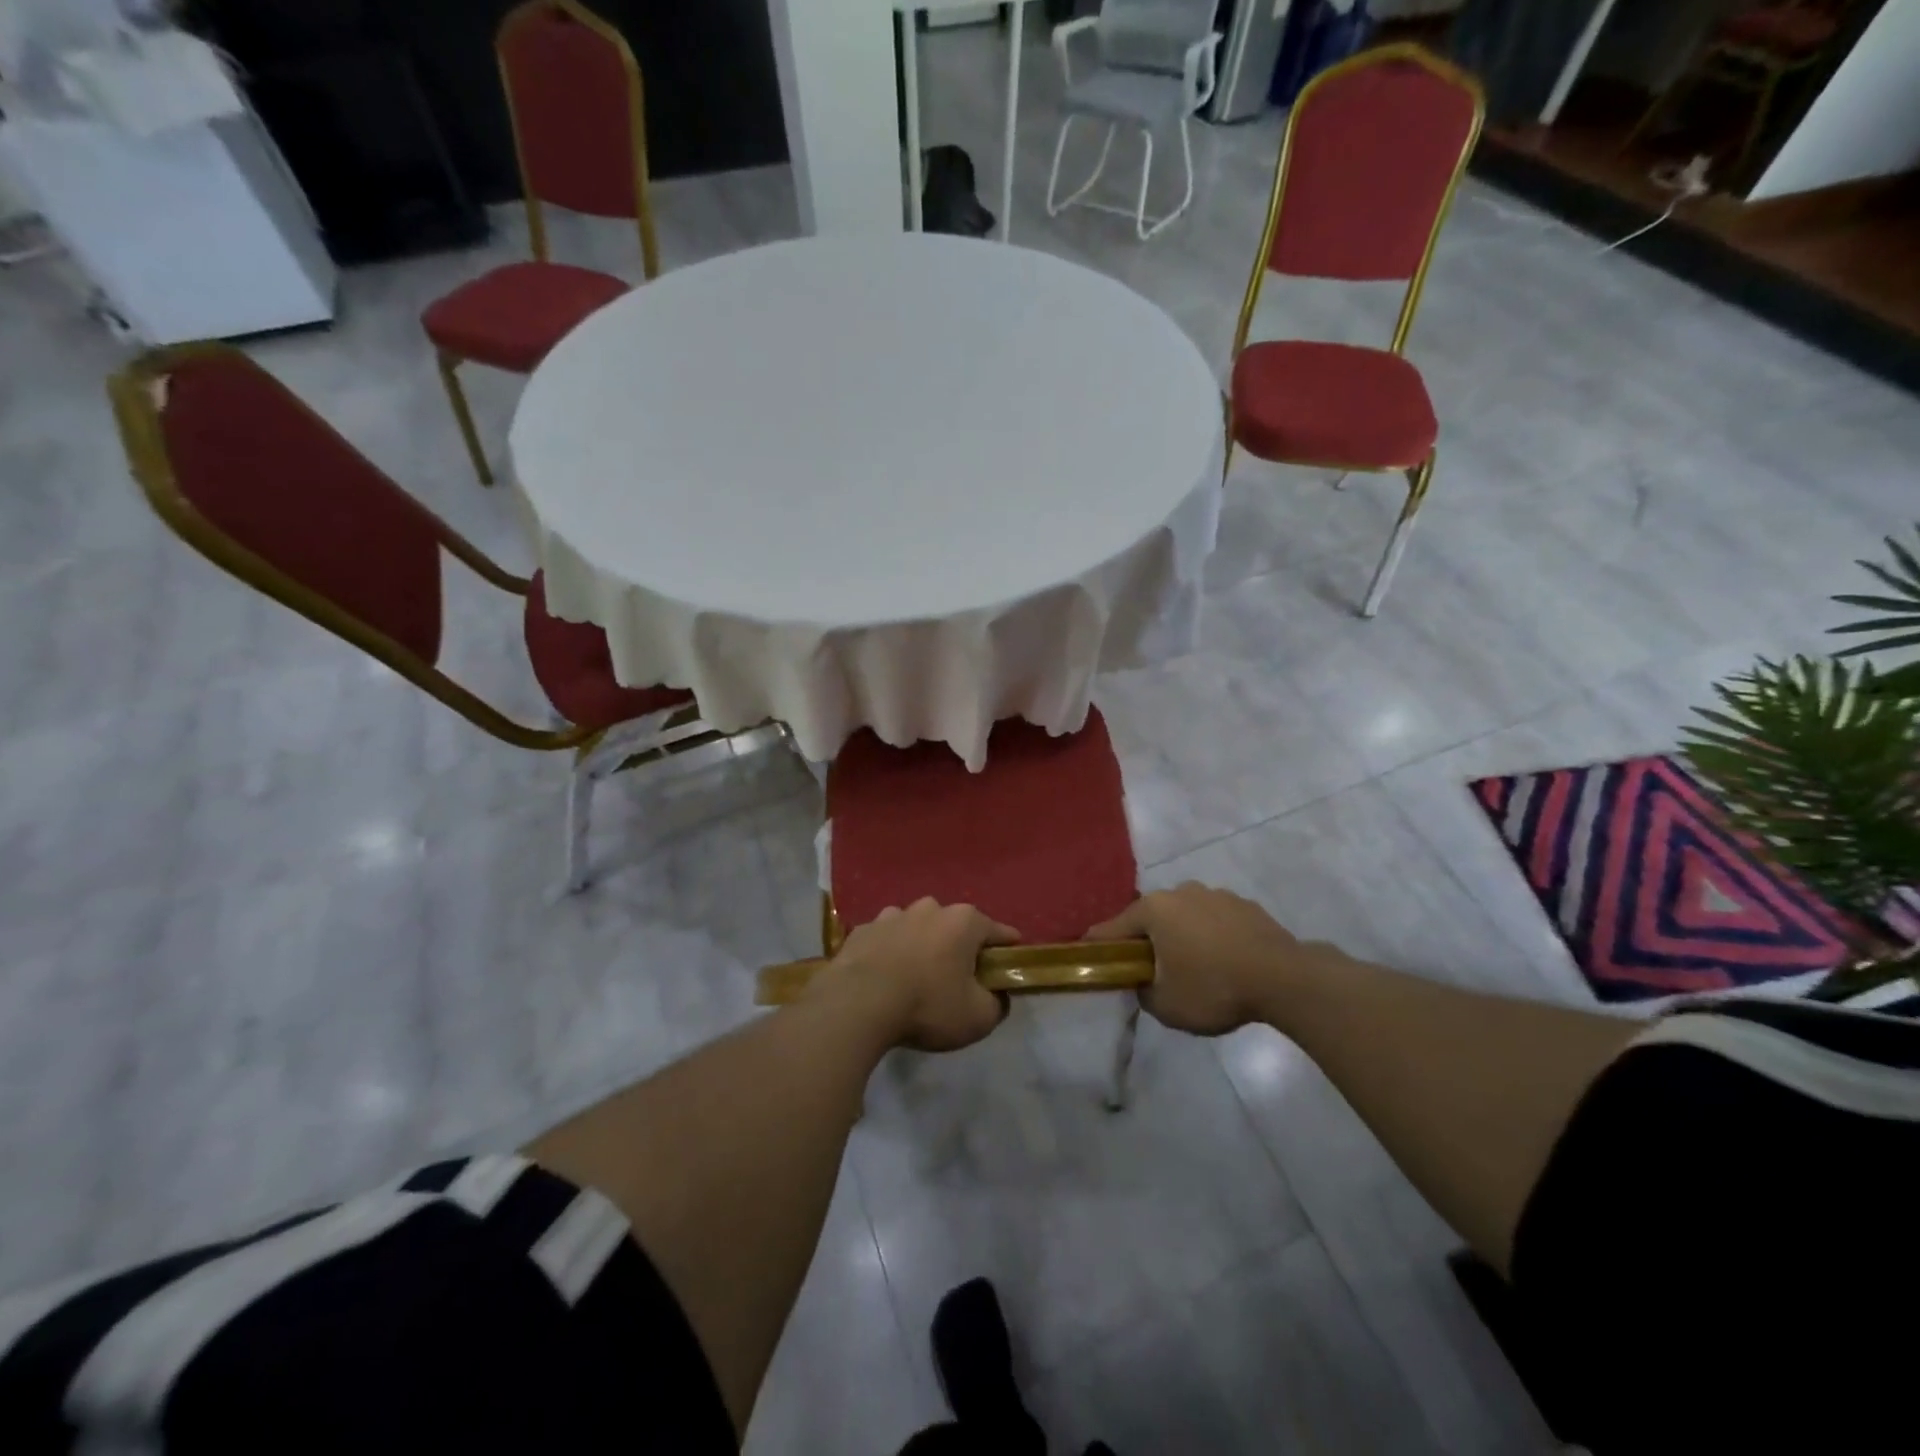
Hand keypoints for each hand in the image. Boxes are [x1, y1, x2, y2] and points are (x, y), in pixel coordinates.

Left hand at [809, 899, 1019, 1051]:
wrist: (856, 1004)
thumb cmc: (927, 1006)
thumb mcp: (978, 1018)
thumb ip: (997, 1004)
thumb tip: (997, 996)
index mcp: (964, 921)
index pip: (999, 932)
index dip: (1008, 951)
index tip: (1009, 969)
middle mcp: (930, 908)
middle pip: (956, 927)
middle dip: (960, 948)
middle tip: (959, 980)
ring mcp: (892, 915)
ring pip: (918, 929)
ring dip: (922, 947)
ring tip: (916, 978)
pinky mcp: (862, 930)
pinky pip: (885, 940)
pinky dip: (890, 953)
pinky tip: (885, 978)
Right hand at [1089, 883, 1333, 1035]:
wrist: (1284, 978)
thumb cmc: (1214, 988)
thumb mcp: (1165, 1005)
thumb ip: (1143, 991)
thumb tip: (1144, 982)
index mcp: (1154, 910)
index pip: (1113, 927)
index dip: (1099, 944)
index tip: (1088, 954)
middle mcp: (1181, 892)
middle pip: (1151, 918)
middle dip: (1147, 940)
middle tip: (1149, 968)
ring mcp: (1216, 895)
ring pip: (1186, 917)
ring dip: (1182, 936)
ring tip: (1193, 967)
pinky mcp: (1245, 905)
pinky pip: (1216, 922)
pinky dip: (1212, 937)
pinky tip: (1223, 962)